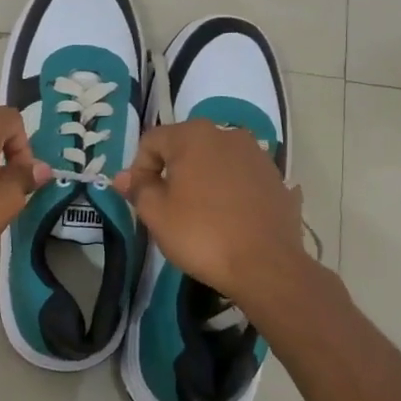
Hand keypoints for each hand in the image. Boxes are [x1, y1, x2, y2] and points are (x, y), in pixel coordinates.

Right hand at [113, 119, 305, 298]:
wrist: (266, 266)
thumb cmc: (202, 235)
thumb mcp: (157, 214)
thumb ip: (138, 189)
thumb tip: (123, 177)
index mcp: (194, 136)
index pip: (151, 141)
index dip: (138, 169)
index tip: (141, 199)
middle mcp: (228, 134)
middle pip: (186, 147)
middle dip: (171, 171)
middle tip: (166, 206)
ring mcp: (257, 155)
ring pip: (216, 161)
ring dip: (202, 179)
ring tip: (199, 213)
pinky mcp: (277, 179)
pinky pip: (242, 178)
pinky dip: (230, 191)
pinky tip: (229, 218)